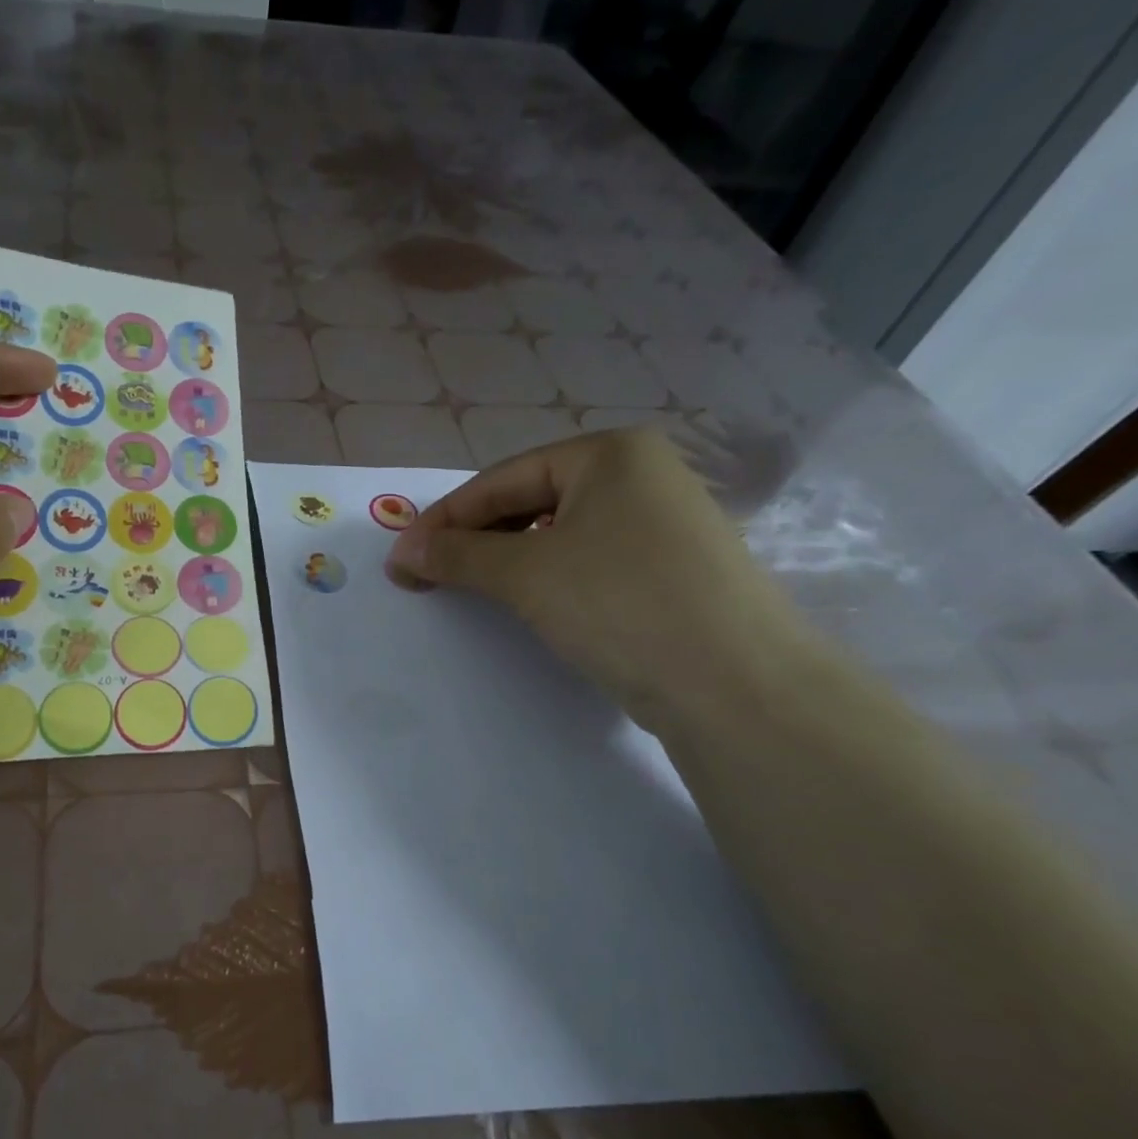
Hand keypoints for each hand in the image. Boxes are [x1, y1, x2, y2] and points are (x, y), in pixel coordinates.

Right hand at [385, 428, 810, 731]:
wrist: (736, 685)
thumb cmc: (621, 603)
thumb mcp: (526, 574)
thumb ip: (457, 555)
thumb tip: (402, 552)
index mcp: (611, 453)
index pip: (503, 479)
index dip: (445, 519)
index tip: (402, 557)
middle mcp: (641, 475)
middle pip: (531, 501)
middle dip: (476, 538)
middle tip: (431, 575)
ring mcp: (662, 523)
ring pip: (560, 533)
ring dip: (507, 559)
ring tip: (473, 589)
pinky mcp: (671, 569)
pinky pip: (589, 560)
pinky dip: (548, 577)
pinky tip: (531, 602)